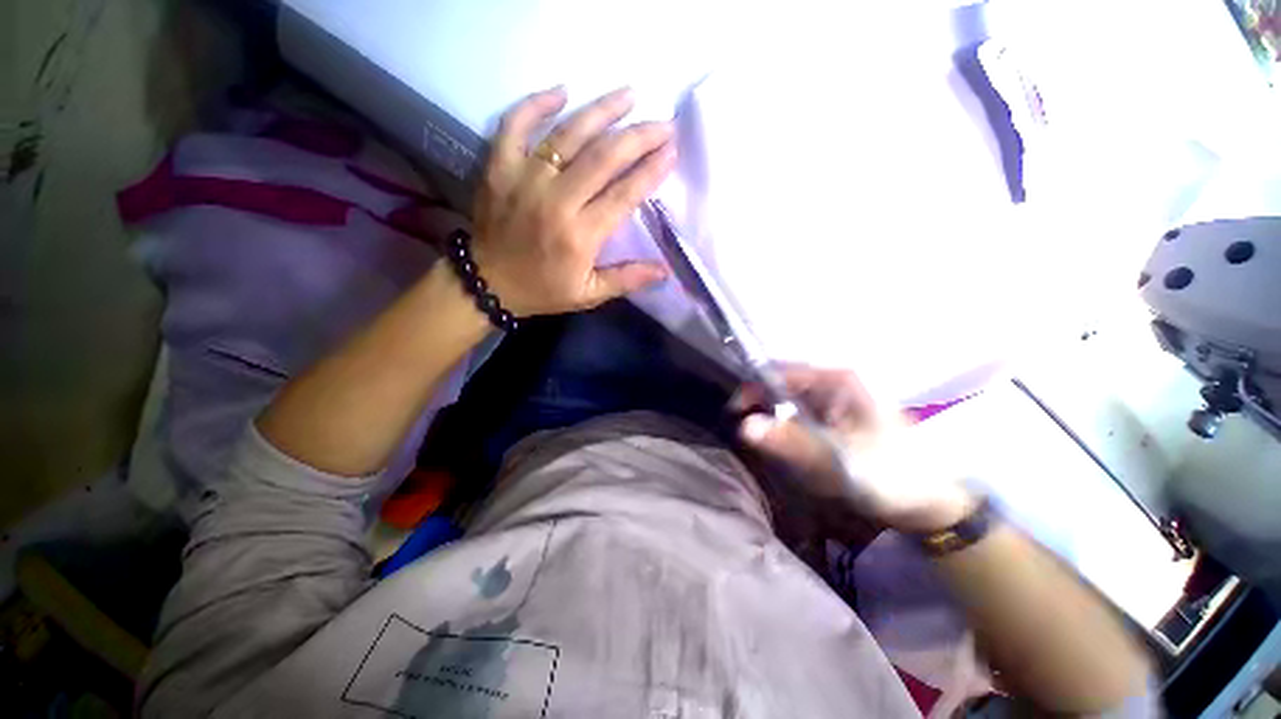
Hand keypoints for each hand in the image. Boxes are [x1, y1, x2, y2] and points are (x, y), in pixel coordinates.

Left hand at [471, 86, 675, 316]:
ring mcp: (524, 179)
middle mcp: (556, 201)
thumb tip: (664, 270)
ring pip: (568, 135)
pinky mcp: (499, 168)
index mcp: (581, 235)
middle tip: (662, 123)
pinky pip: (515, 125)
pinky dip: (536, 104)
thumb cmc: (543, 290)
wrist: (488, 284)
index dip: (650, 171)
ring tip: (628, 94)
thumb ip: (626, 279)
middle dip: (638, 136)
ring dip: (601, 110)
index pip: (624, 195)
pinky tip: (562, 91)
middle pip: (603, 157)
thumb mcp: (589, 294)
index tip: (671, 151)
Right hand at [735, 365, 977, 532]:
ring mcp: (833, 402)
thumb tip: (744, 426)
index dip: (753, 388)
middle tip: (747, 435)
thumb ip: (790, 442)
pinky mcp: (834, 421)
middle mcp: (832, 384)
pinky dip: (786, 431)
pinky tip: (785, 449)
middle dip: (761, 408)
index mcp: (837, 381)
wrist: (929, 504)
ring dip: (773, 422)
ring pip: (788, 404)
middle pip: (783, 386)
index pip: (781, 372)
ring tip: (763, 445)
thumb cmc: (890, 475)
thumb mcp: (837, 460)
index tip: (735, 413)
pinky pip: (799, 419)